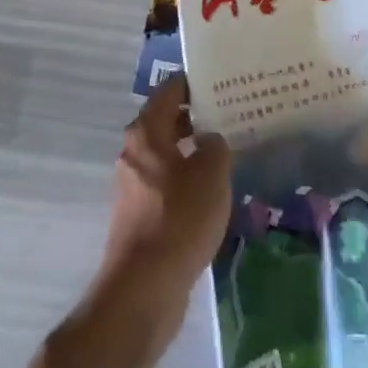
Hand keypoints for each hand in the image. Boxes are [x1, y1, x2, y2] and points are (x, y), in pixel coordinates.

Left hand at [92, 75, 230, 337]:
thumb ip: (216, 147)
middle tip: (233, 114)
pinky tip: (215, 190)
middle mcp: (135, 151)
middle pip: (167, 120)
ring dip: (194, 150)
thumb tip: (211, 140)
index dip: (195, 82)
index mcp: (146, 131)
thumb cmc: (179, 218)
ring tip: (230, 151)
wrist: (144, 286)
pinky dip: (188, 179)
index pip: (170, 90)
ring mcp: (135, 183)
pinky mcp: (140, 212)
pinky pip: (168, 182)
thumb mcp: (211, 174)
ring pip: (168, 153)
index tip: (222, 80)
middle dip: (198, 117)